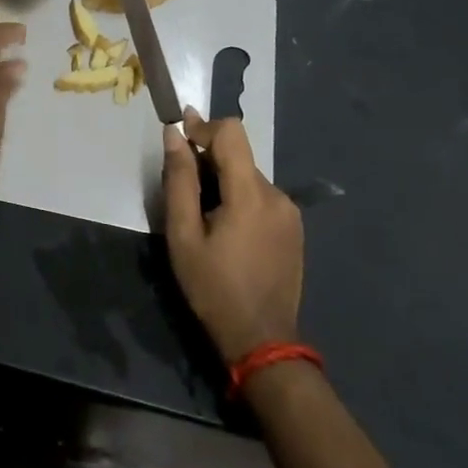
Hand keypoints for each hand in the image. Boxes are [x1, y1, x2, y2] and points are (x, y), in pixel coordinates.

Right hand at [163, 107, 303, 360]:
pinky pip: (262, 197)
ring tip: (204, 218)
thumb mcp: (183, 235)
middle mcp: (277, 195)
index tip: (179, 136)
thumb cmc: (213, 288)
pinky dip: (240, 199)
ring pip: (249, 177)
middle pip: (238, 156)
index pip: (232, 132)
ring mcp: (290, 213)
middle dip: (208, 161)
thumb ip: (179, 180)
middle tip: (183, 190)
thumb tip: (174, 134)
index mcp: (250, 194)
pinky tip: (227, 231)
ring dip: (224, 182)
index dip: (203, 127)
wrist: (262, 341)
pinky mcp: (294, 229)